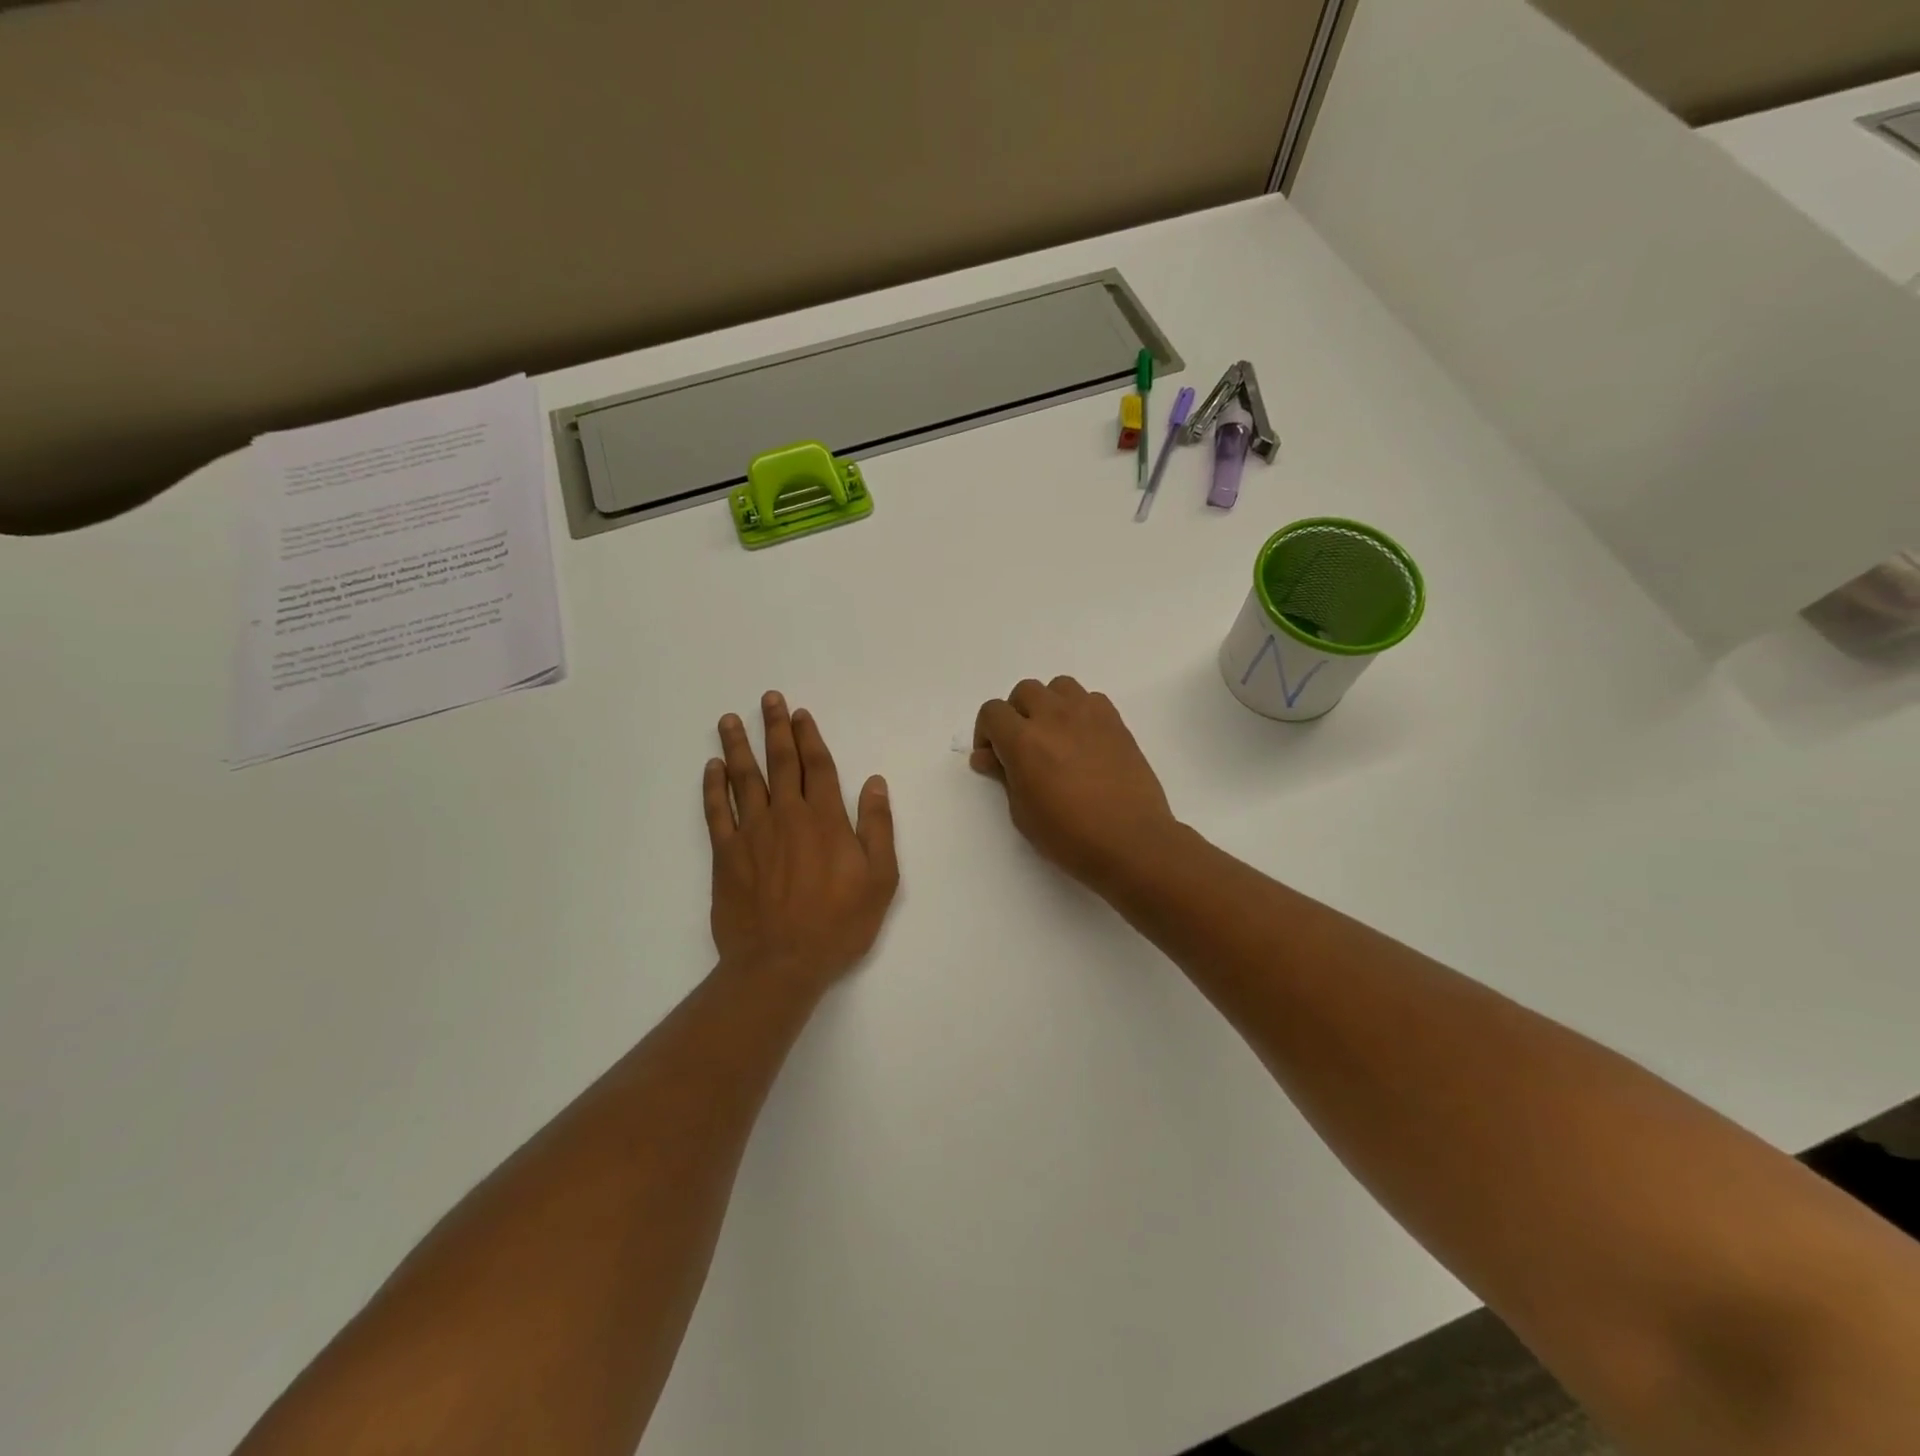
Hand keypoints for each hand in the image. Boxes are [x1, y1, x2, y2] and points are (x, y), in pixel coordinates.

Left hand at [705, 692, 899, 995]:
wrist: (781, 963)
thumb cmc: (838, 923)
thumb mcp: (880, 879)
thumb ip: (878, 827)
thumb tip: (875, 782)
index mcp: (825, 819)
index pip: (818, 767)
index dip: (809, 737)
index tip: (800, 714)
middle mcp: (787, 816)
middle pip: (780, 762)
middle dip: (776, 729)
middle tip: (768, 699)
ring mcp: (752, 834)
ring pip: (744, 779)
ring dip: (737, 747)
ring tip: (730, 719)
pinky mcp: (726, 855)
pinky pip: (716, 812)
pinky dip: (713, 787)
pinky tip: (711, 768)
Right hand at [972, 677, 1178, 889]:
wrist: (1131, 841)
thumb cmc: (1069, 836)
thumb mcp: (1023, 812)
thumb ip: (1003, 776)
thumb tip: (987, 757)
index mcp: (1024, 740)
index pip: (992, 712)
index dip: (985, 732)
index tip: (992, 758)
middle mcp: (1054, 716)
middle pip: (1024, 692)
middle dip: (1016, 715)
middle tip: (1022, 747)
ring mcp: (1088, 715)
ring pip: (1058, 687)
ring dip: (1049, 705)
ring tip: (1054, 736)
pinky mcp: (1115, 722)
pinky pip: (1090, 698)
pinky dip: (1079, 711)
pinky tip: (1083, 740)